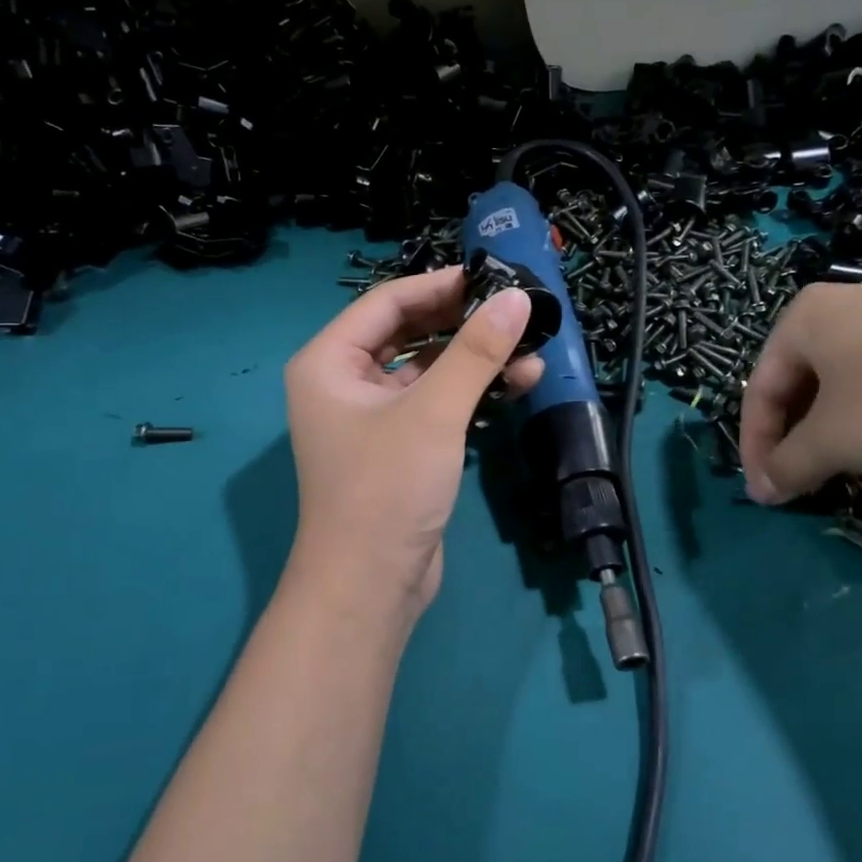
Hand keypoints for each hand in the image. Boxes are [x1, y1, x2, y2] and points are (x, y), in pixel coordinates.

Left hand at [281, 268, 542, 622]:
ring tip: (531, 348)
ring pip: (429, 368)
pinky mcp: (401, 445)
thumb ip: (476, 351)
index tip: (492, 276)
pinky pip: (438, 401)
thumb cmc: (387, 488)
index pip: (387, 302)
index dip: (439, 284)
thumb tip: (519, 299)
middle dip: (463, 321)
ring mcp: (373, 416)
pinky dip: (473, 390)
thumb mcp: (434, 412)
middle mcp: (344, 382)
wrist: (371, 586)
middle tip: (515, 308)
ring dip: (476, 358)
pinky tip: (519, 382)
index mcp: (329, 362)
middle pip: (409, 332)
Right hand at [739, 283, 861, 503]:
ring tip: (840, 468)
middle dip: (794, 437)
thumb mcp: (831, 441)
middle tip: (798, 480)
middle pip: (800, 382)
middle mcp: (846, 305)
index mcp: (806, 316)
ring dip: (831, 430)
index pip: (763, 387)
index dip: (756, 445)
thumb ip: (787, 466)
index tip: (764, 491)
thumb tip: (763, 492)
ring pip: (843, 382)